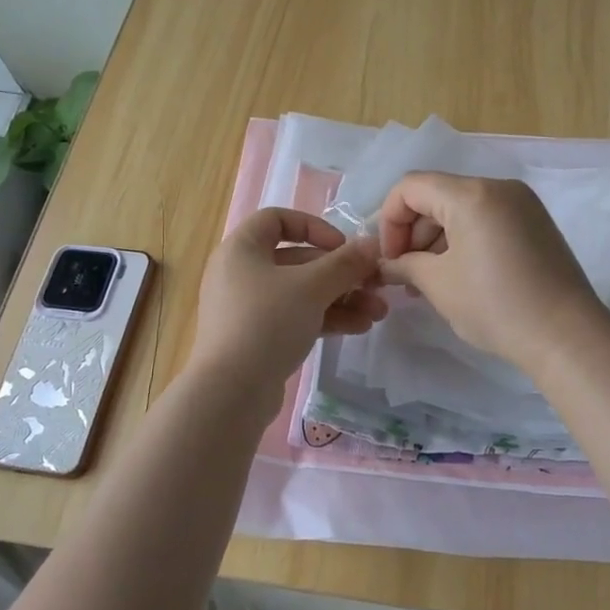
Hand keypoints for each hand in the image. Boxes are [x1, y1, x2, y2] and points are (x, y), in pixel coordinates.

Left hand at [190, 209, 385, 396]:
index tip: (343, 247)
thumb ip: (345, 263)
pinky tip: (359, 327)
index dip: (315, 227)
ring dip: (341, 298)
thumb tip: (372, 244)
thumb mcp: (312, 287)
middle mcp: (241, 272)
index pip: (278, 219)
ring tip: (378, 312)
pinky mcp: (257, 337)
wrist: (231, 391)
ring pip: (301, 292)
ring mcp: (248, 307)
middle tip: (376, 285)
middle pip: (298, 260)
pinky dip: (325, 318)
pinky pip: (295, 316)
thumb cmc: (267, 322)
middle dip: (342, 273)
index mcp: (242, 248)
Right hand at [376, 172, 606, 375]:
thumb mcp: (439, 285)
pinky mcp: (535, 223)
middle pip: (437, 195)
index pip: (410, 187)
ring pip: (461, 208)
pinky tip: (458, 275)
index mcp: (471, 194)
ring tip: (428, 281)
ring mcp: (522, 204)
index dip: (389, 221)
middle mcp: (498, 187)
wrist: (567, 336)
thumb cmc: (496, 306)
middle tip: (405, 275)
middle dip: (413, 232)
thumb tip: (386, 265)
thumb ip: (404, 265)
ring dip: (437, 239)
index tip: (389, 259)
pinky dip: (464, 240)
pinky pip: (486, 219)